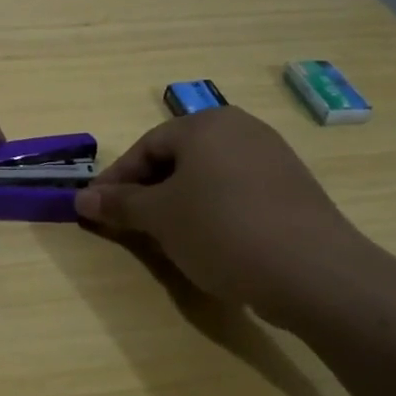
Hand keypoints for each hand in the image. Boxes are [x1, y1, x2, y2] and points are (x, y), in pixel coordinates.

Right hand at [74, 108, 385, 327]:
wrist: (314, 271)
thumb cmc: (222, 230)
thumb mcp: (160, 218)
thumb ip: (119, 204)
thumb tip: (81, 197)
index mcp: (205, 124)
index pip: (145, 146)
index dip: (117, 180)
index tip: (98, 209)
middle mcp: (240, 128)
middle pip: (178, 158)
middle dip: (149, 191)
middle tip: (130, 224)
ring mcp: (272, 156)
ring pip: (208, 175)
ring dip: (180, 202)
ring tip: (167, 236)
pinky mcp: (293, 187)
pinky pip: (237, 190)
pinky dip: (214, 210)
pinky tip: (212, 241)